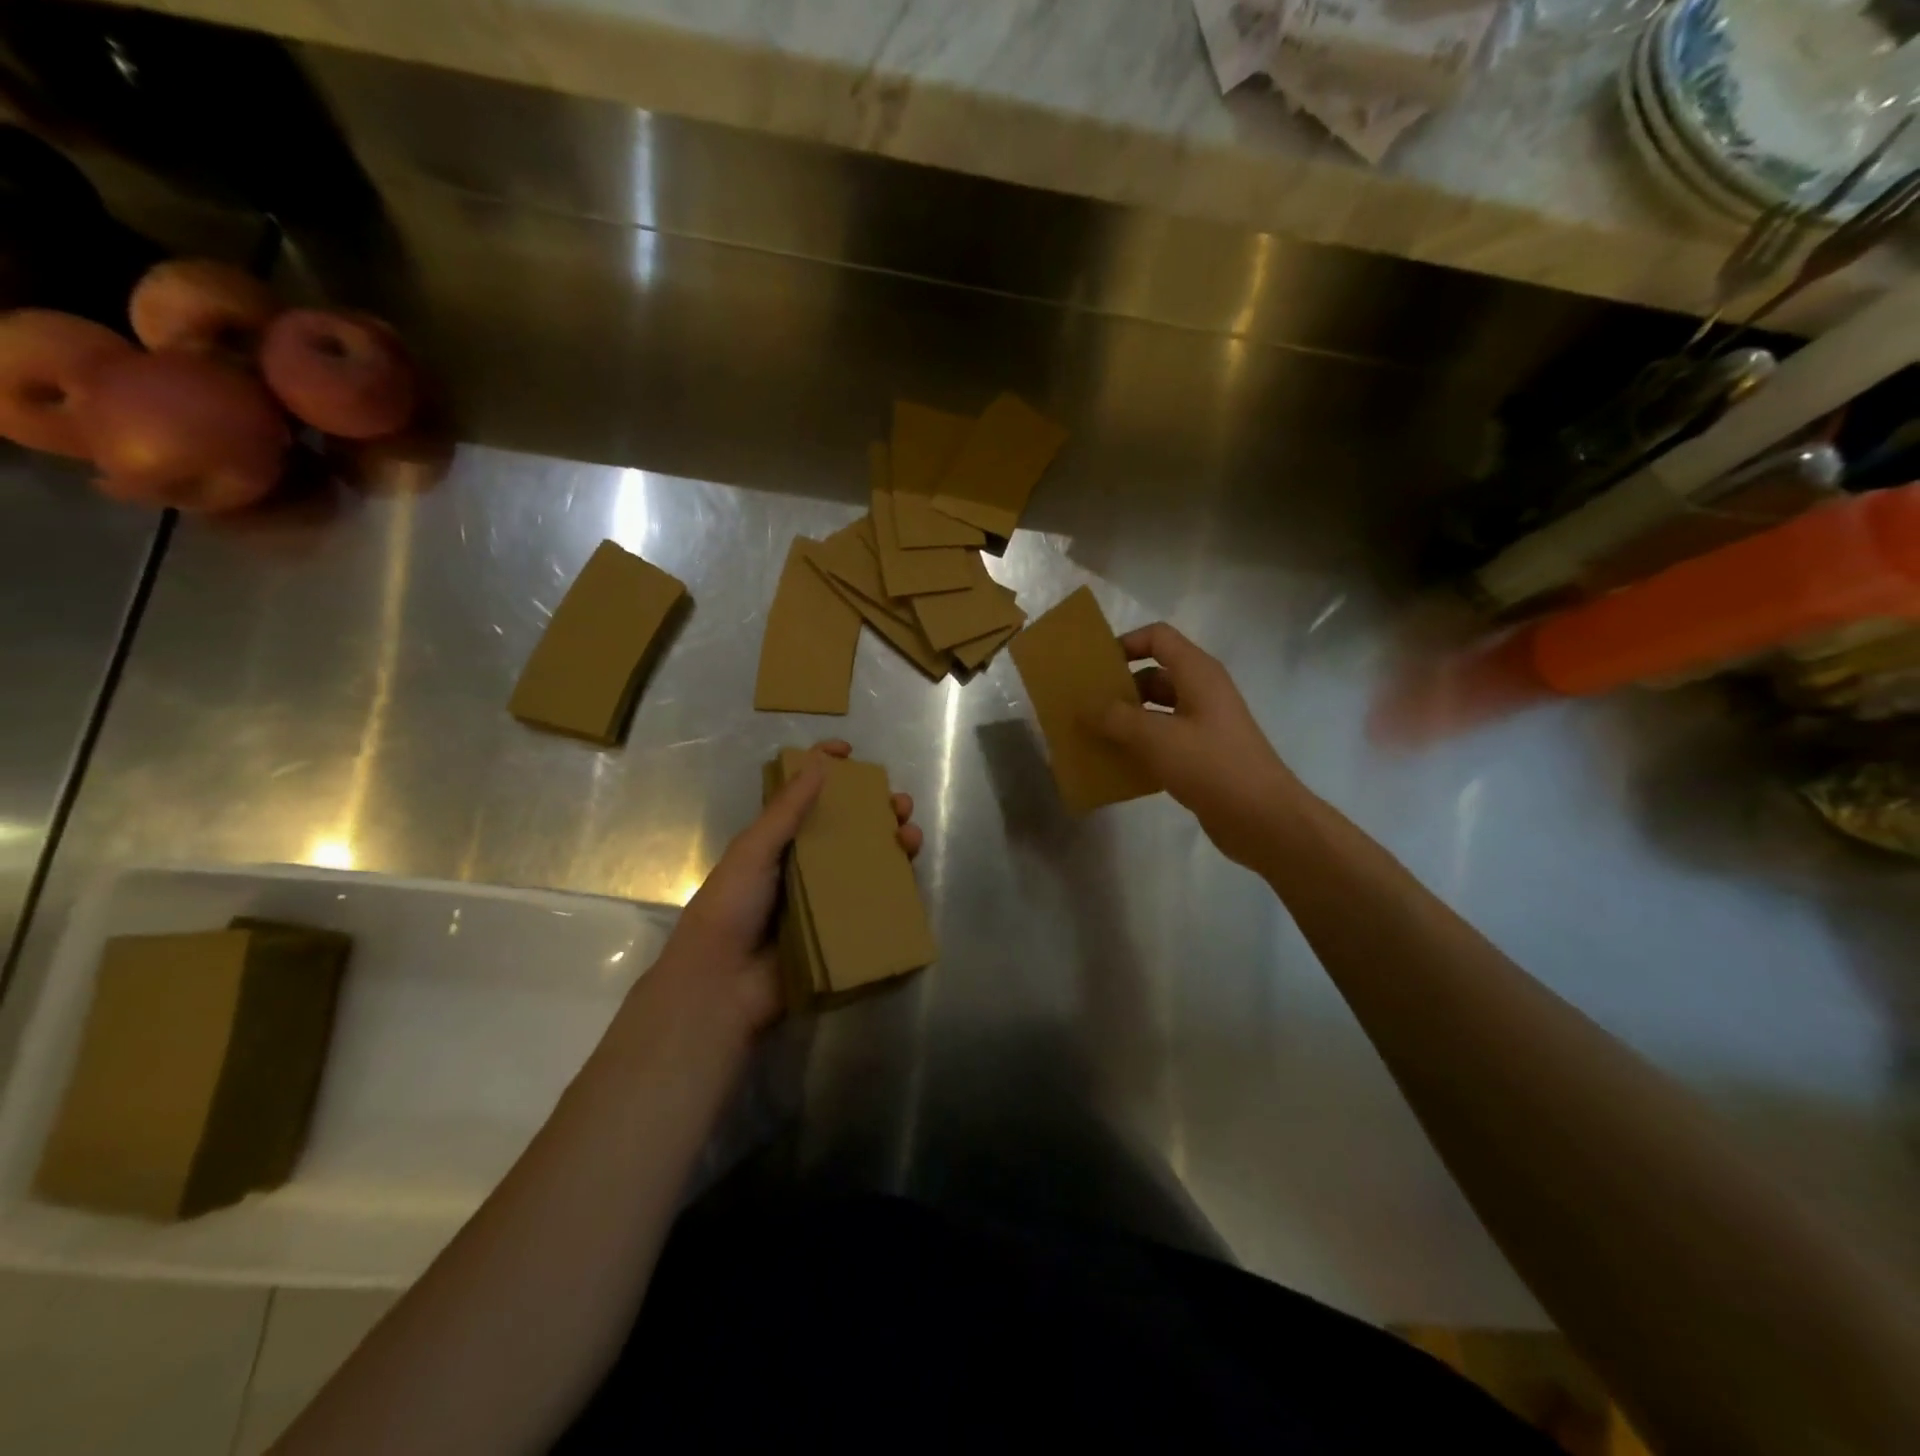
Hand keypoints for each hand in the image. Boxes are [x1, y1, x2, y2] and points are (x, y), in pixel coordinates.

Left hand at [653, 740, 922, 1035]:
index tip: (851, 752)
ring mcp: (825, 898)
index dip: (825, 768)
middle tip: (899, 804)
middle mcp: (804, 864)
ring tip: (910, 836)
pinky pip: (872, 902)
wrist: (723, 986)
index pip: (804, 795)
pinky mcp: (840, 930)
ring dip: (892, 843)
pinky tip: (910, 875)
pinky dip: (894, 886)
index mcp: (778, 841)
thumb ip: (786, 810)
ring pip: (866, 861)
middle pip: (846, 827)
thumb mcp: (754, 850)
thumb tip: (819, 762)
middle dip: (876, 809)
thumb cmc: (731, 908)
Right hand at [1087, 624, 1311, 871]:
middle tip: (1084, 707)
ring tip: (1091, 735)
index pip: (1158, 637)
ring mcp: (1204, 725)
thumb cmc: (1211, 766)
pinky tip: (1115, 764)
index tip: (1095, 669)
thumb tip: (1084, 706)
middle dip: (1119, 688)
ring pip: (1156, 710)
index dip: (1125, 644)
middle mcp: (1202, 692)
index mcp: (1197, 673)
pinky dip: (1140, 746)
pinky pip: (1163, 739)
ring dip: (1126, 720)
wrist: (1262, 818)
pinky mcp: (1202, 755)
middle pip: (1154, 674)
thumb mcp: (1156, 737)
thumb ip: (1116, 718)